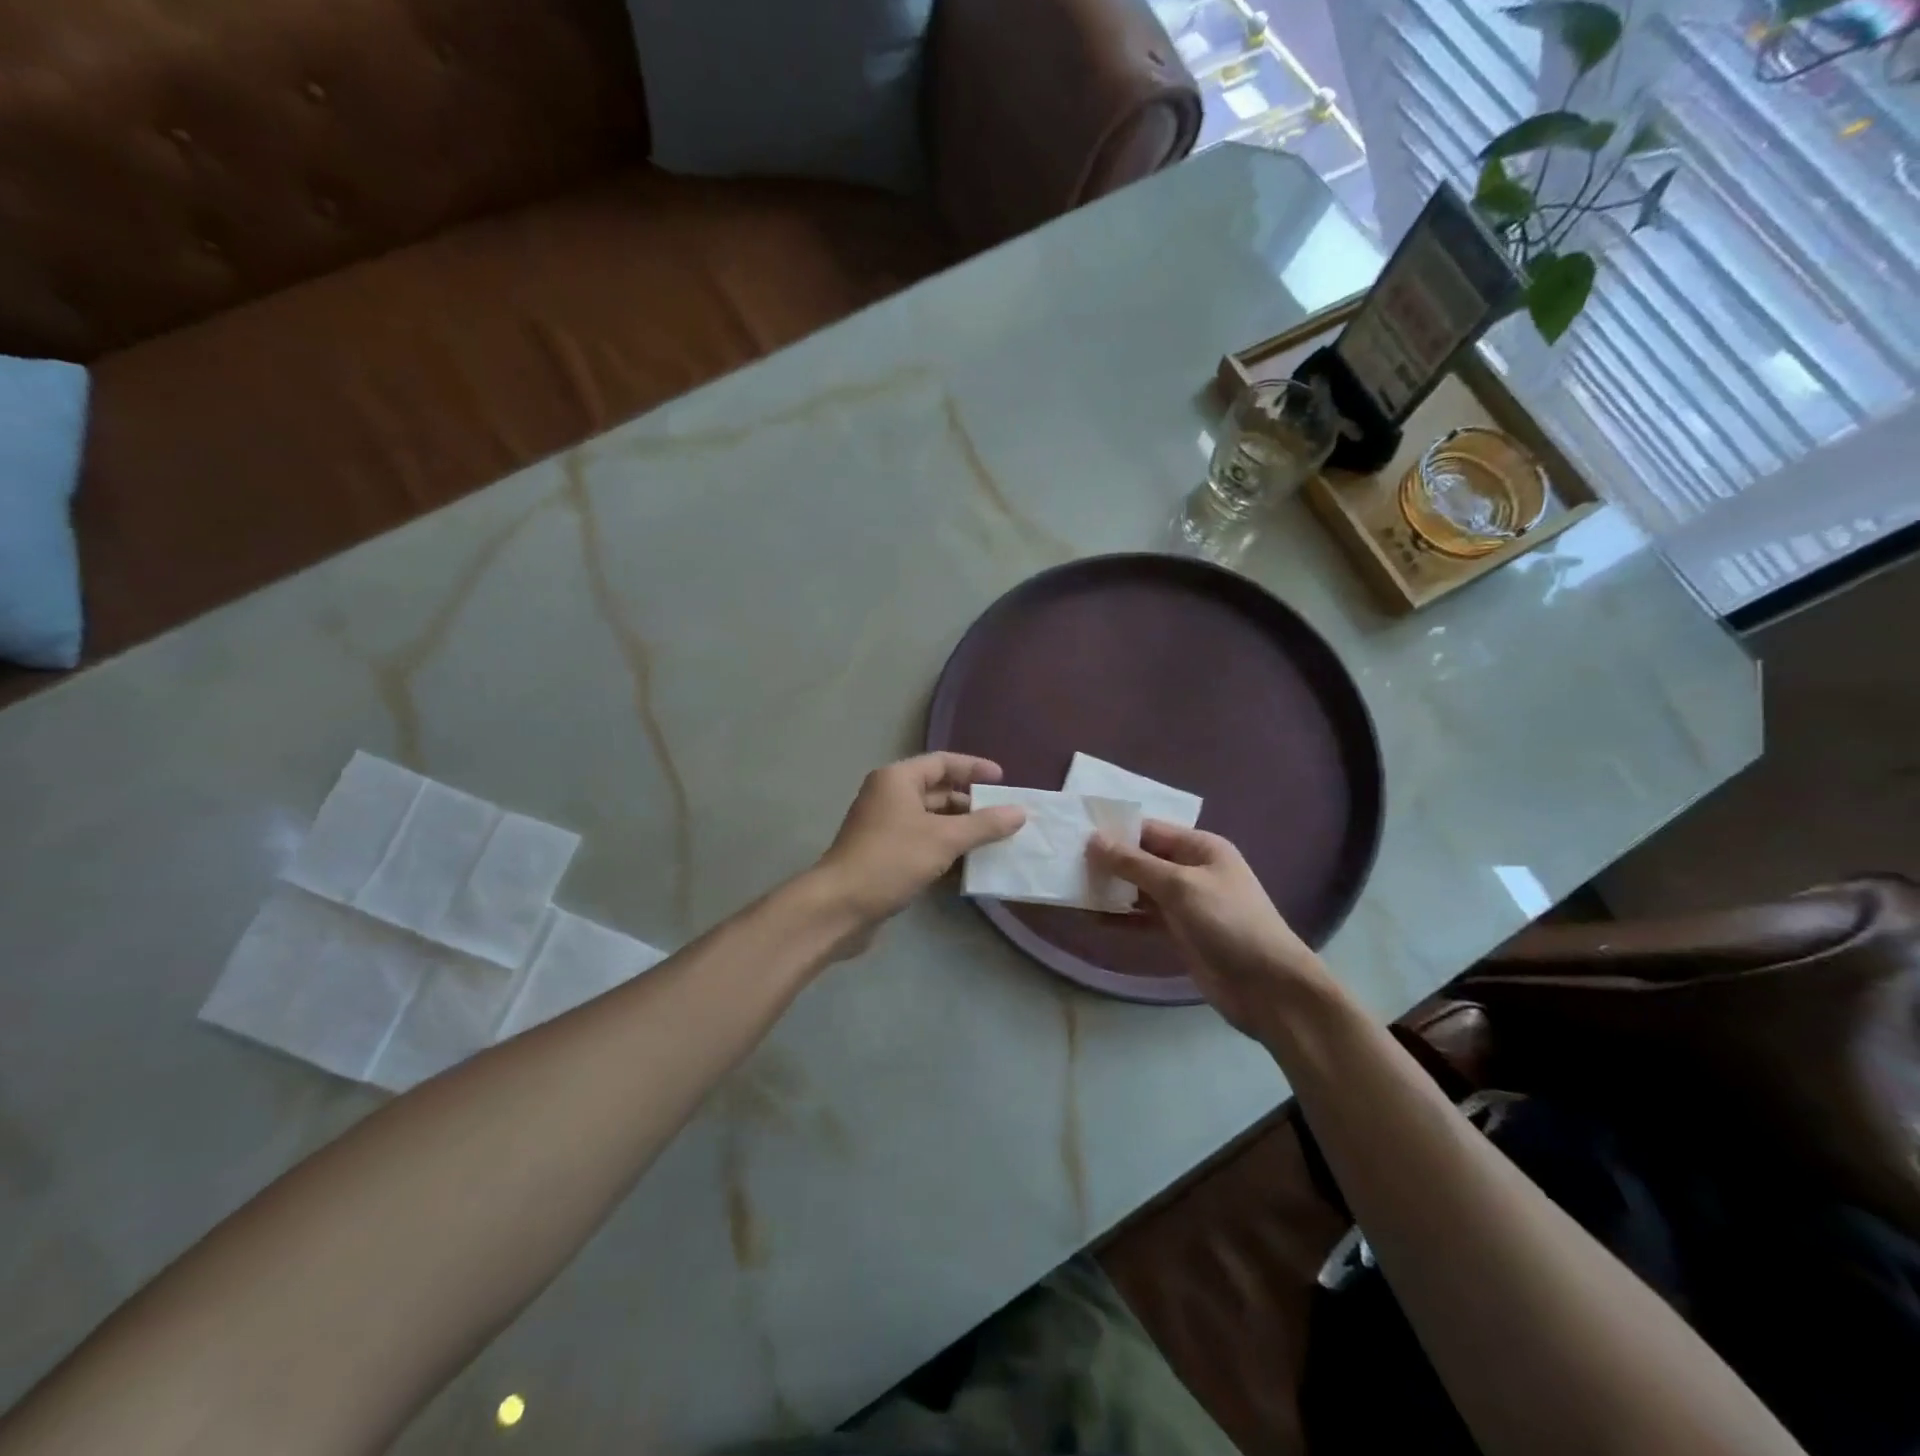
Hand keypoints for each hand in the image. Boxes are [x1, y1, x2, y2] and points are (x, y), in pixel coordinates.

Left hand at [816, 753, 1026, 926]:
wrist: (839, 908)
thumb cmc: (891, 860)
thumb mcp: (944, 839)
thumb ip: (984, 824)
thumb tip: (1019, 812)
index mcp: (897, 780)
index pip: (942, 762)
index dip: (973, 768)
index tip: (1003, 780)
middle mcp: (889, 798)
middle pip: (938, 793)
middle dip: (972, 806)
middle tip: (1006, 818)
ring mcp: (885, 829)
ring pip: (932, 823)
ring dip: (962, 833)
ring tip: (996, 844)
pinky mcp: (885, 857)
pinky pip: (923, 846)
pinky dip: (946, 853)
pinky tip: (971, 869)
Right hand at [1089, 822, 1328, 1037]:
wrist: (1268, 988)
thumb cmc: (1228, 923)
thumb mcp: (1180, 886)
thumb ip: (1134, 863)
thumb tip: (1094, 841)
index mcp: (1200, 847)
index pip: (1149, 830)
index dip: (1114, 831)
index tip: (1075, 834)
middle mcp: (1192, 869)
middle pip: (1142, 858)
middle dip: (1108, 861)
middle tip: (1065, 862)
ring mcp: (1186, 902)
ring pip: (1139, 889)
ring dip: (1111, 890)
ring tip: (1071, 888)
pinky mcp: (1179, 932)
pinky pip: (1143, 917)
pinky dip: (1121, 917)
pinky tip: (1092, 918)